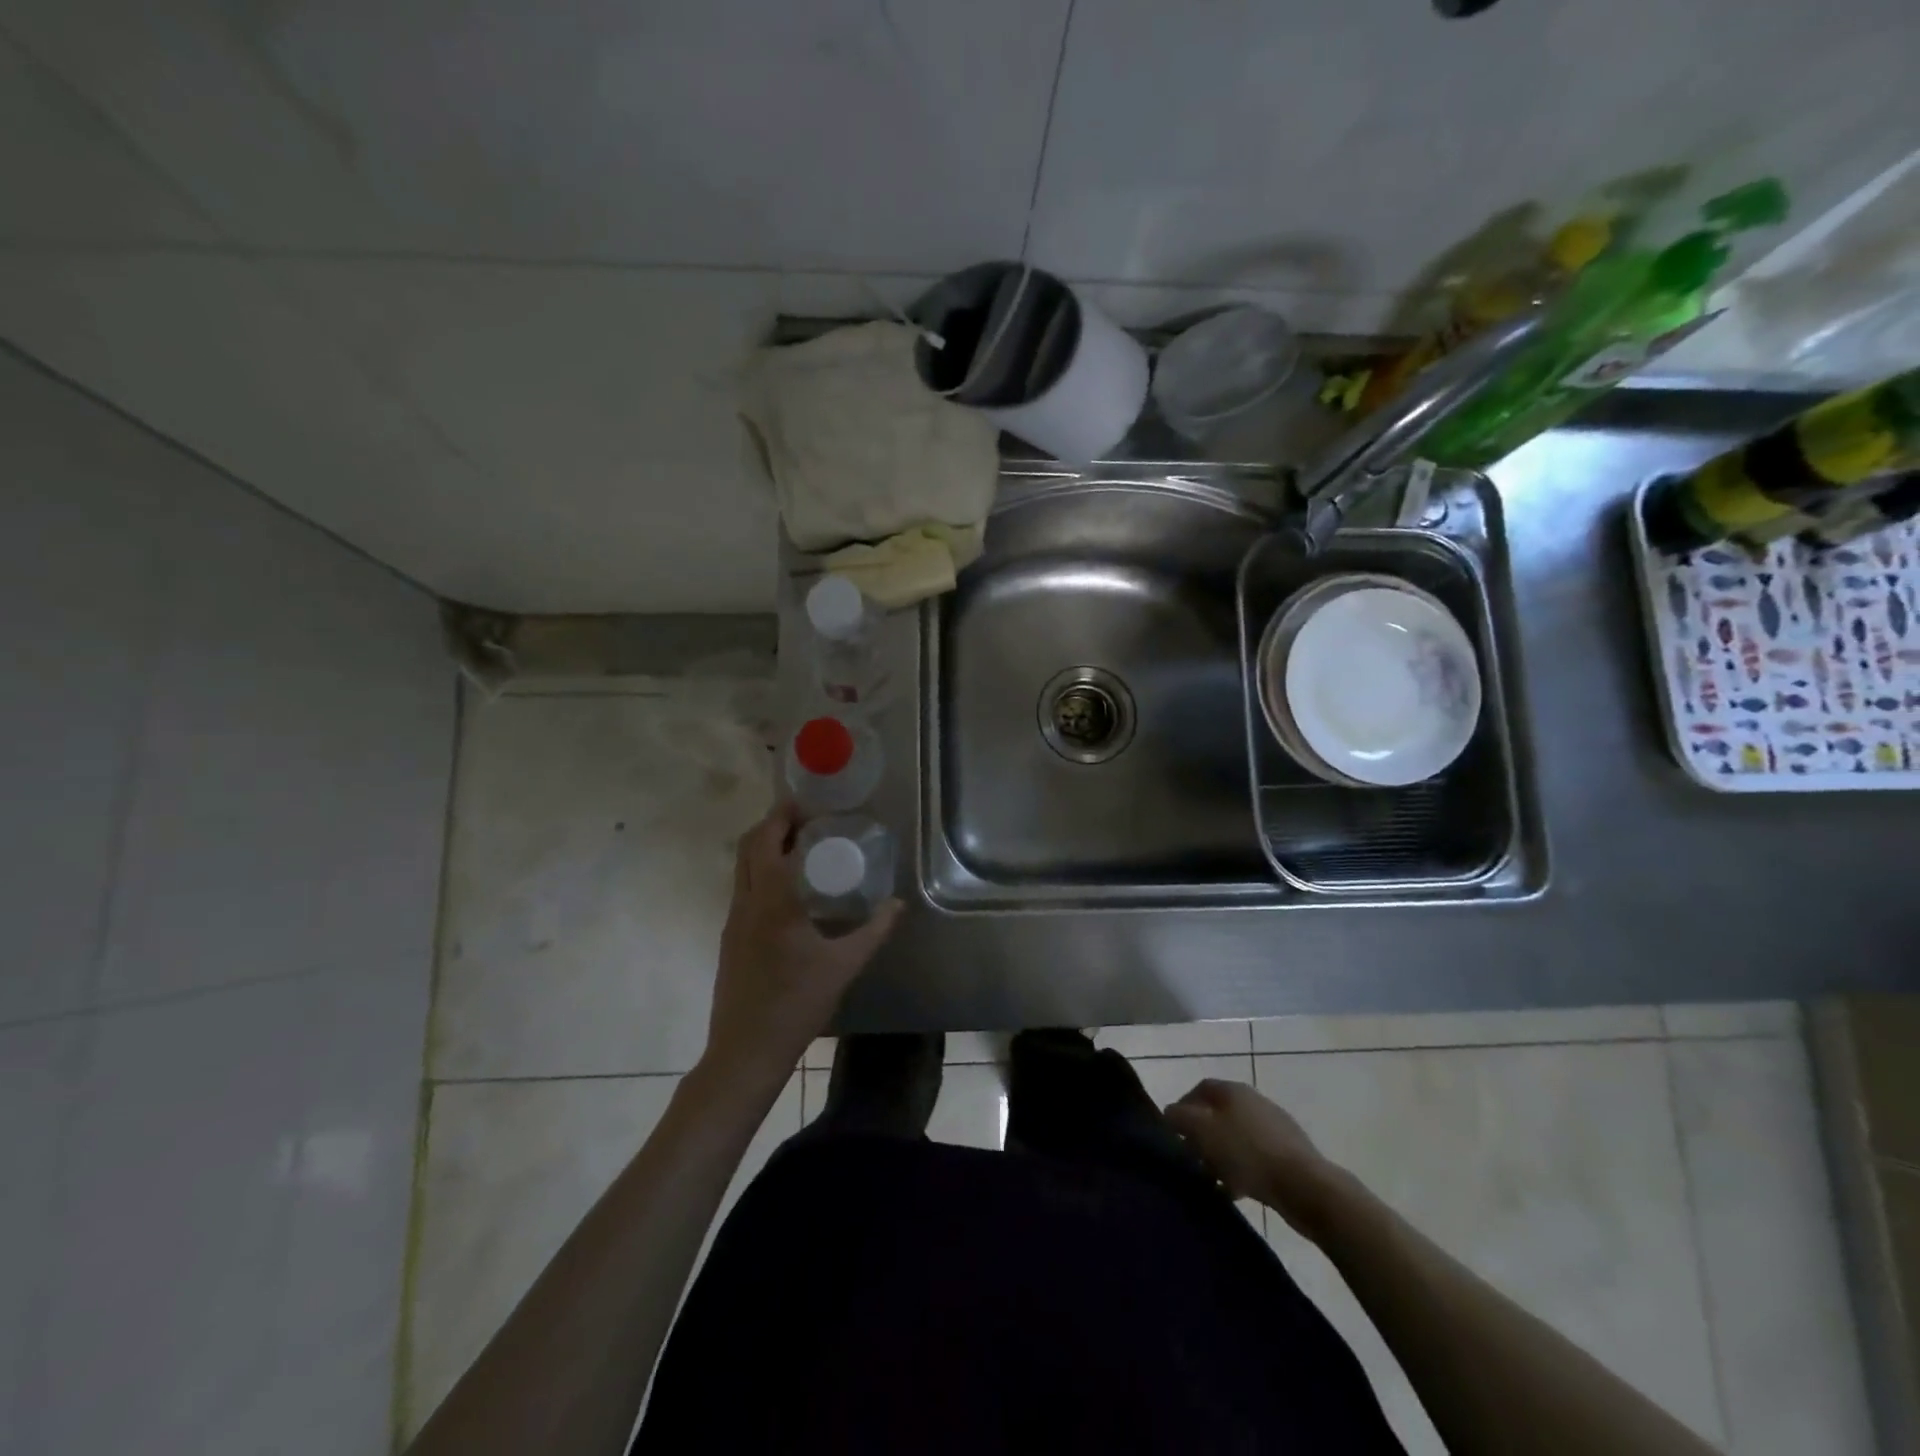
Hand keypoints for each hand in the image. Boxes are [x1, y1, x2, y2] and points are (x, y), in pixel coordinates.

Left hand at [704, 802, 902, 1086]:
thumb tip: (898, 905)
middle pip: (747, 848)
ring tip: (799, 849)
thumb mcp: (843, 966)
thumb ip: (874, 931)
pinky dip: (760, 874)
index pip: (765, 842)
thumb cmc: (796, 1004)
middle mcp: (745, 904)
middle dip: (771, 826)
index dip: (781, 817)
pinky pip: (742, 890)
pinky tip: (788, 891)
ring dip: (764, 850)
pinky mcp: (729, 939)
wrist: (746, 1050)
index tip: (805, 805)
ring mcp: (732, 922)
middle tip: (805, 822)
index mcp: (771, 902)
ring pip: (741, 869)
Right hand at [1164, 1080, 1346, 1238]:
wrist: (1306, 1186)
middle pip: (1218, 1114)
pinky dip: (1241, 1170)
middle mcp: (1253, 1101)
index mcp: (1233, 1090)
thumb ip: (1180, 1118)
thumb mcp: (1202, 1132)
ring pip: (1236, 1137)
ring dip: (1220, 1156)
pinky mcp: (1288, 1153)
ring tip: (1211, 1181)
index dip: (1183, 1106)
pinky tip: (1235, 1192)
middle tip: (1190, 1158)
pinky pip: (1255, 1157)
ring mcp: (1274, 1127)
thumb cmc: (1248, 1153)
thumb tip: (1170, 1113)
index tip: (1172, 1131)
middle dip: (1201, 1135)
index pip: (1200, 1088)